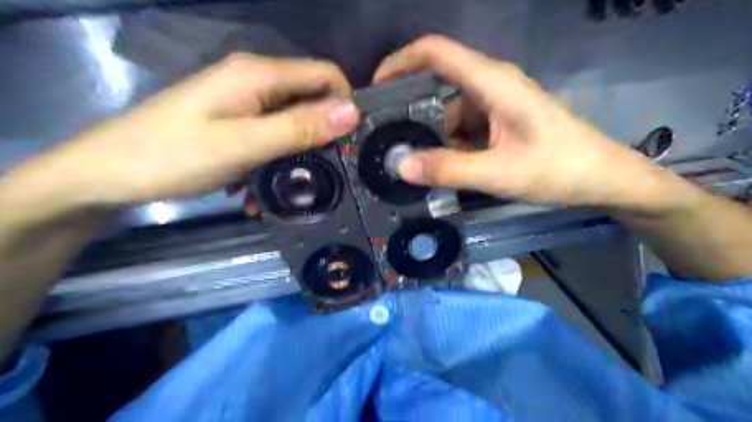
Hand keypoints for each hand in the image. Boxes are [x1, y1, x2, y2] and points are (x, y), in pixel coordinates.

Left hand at [5, 53, 357, 216]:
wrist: (110, 172)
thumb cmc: (174, 155)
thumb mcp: (245, 144)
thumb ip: (299, 127)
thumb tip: (352, 112)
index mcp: (259, 74)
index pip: (326, 75)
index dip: (345, 104)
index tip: (351, 143)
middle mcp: (255, 79)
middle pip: (310, 99)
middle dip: (321, 135)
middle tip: (324, 173)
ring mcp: (242, 100)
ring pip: (291, 121)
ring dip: (295, 154)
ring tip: (286, 187)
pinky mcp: (233, 119)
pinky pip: (269, 134)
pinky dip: (273, 158)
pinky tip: (258, 186)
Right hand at [374, 34, 682, 208]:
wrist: (603, 178)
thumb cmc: (559, 169)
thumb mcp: (499, 173)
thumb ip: (449, 169)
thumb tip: (401, 165)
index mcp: (492, 82)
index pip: (436, 52)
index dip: (400, 62)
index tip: (374, 89)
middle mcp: (491, 85)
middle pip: (437, 85)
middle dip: (409, 110)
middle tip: (385, 139)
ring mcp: (495, 104)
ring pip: (449, 112)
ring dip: (430, 135)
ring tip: (410, 161)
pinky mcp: (499, 122)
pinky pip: (463, 127)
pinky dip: (448, 144)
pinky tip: (439, 166)